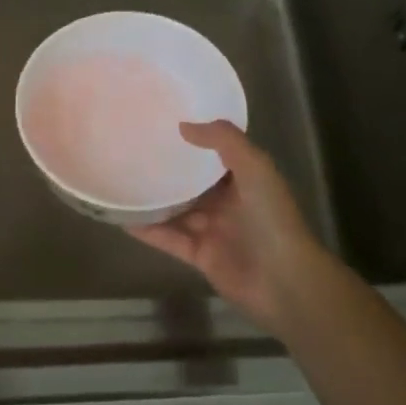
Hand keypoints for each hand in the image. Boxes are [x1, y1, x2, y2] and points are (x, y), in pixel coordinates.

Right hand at [130, 121, 343, 336]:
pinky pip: (168, 238)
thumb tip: (183, 126)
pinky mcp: (199, 256)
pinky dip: (148, 230)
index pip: (216, 155)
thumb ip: (224, 140)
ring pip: (176, 211)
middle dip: (168, 170)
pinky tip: (123, 218)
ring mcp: (213, 231)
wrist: (284, 281)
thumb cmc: (272, 218)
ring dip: (153, 200)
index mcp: (245, 180)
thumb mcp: (255, 168)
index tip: (164, 123)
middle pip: (192, 184)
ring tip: (121, 181)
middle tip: (133, 150)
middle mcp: (228, 203)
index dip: (194, 140)